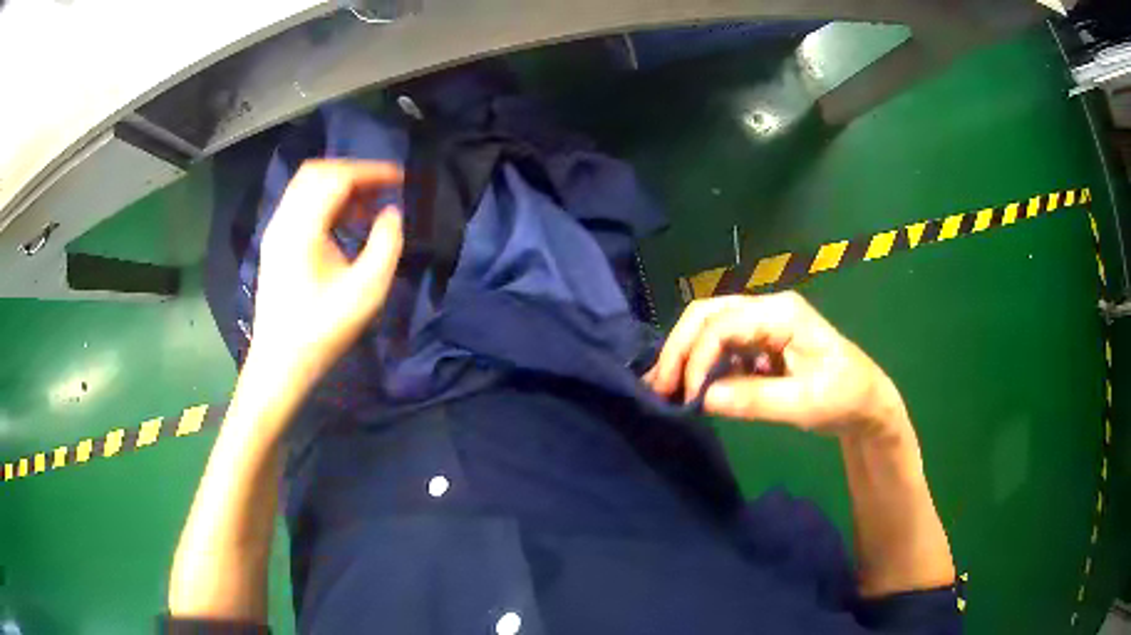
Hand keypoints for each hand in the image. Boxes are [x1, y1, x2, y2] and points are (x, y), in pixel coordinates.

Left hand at [245, 160, 403, 395]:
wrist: (280, 362)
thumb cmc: (323, 330)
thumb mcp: (366, 291)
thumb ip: (386, 244)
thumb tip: (393, 213)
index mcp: (302, 228)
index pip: (337, 178)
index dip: (371, 172)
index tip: (400, 177)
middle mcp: (284, 221)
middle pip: (318, 172)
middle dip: (354, 173)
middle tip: (383, 188)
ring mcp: (276, 232)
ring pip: (308, 187)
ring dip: (340, 187)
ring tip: (370, 206)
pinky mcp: (275, 244)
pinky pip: (301, 204)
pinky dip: (326, 202)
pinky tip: (347, 223)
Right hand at [645, 292, 909, 439]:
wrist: (867, 402)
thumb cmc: (843, 397)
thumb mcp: (804, 403)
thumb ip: (754, 400)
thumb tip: (702, 398)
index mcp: (782, 313)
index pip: (724, 324)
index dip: (697, 358)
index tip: (686, 397)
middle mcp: (768, 309)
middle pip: (708, 314)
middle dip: (680, 348)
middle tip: (659, 386)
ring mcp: (763, 323)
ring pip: (710, 326)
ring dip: (685, 354)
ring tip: (665, 387)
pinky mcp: (761, 341)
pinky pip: (722, 345)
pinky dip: (702, 364)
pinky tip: (691, 387)